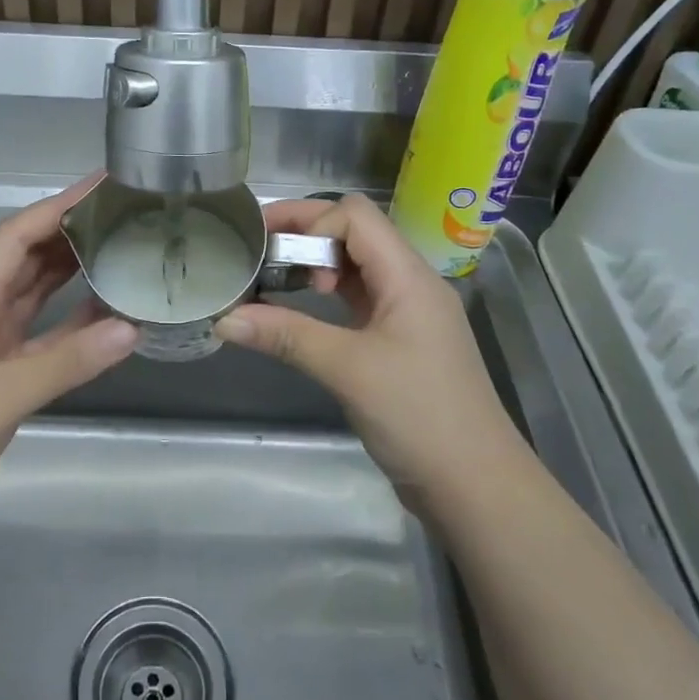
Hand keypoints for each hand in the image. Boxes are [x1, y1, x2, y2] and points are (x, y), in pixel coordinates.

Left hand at [0, 175, 136, 553]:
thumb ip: (66, 361)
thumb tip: (131, 328)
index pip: (16, 236)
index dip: (59, 206)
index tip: (103, 184)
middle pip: (25, 258)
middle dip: (69, 232)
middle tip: (123, 215)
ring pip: (33, 296)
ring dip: (71, 275)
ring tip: (119, 252)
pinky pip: (40, 339)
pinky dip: (70, 327)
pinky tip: (105, 320)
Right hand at [215, 194, 523, 509]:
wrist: (474, 483)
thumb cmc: (418, 415)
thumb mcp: (347, 369)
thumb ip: (286, 336)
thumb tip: (224, 318)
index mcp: (408, 275)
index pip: (355, 216)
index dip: (310, 221)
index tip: (272, 252)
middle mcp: (410, 283)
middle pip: (354, 233)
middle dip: (304, 234)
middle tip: (256, 248)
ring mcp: (406, 312)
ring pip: (355, 267)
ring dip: (313, 266)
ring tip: (270, 279)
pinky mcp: (399, 340)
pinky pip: (357, 299)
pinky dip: (324, 297)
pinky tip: (296, 312)